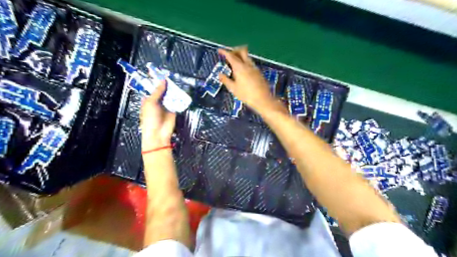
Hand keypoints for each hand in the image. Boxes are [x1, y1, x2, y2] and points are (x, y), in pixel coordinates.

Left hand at [140, 80, 174, 150]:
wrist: (158, 133)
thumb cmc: (150, 118)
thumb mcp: (151, 103)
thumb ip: (158, 91)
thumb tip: (163, 80)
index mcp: (149, 99)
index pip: (153, 88)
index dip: (157, 81)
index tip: (162, 73)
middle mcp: (157, 101)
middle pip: (163, 91)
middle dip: (167, 85)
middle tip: (172, 76)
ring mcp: (166, 105)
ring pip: (170, 95)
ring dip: (174, 90)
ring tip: (178, 81)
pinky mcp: (174, 110)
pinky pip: (177, 102)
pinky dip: (179, 97)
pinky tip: (182, 91)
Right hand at [218, 47, 278, 112]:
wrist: (263, 99)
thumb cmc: (246, 95)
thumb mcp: (233, 89)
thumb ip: (226, 80)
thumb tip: (220, 74)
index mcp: (239, 67)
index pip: (231, 55)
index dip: (224, 52)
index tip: (219, 50)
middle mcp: (247, 64)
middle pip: (242, 51)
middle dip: (235, 50)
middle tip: (229, 55)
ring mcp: (254, 68)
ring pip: (247, 56)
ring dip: (241, 56)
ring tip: (235, 64)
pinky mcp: (259, 72)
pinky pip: (251, 63)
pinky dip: (245, 63)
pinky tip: (243, 71)